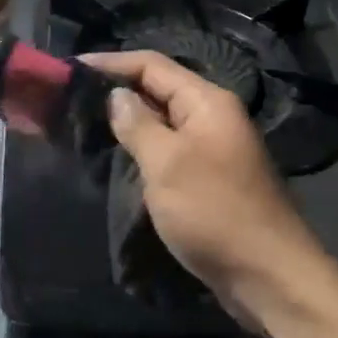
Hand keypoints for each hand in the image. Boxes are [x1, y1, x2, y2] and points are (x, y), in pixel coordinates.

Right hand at [81, 50, 320, 296]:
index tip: (70, 69)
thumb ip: (138, 125)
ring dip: (127, 122)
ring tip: (83, 126)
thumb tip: (117, 96)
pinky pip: (169, 151)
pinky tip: (116, 158)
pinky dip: (142, 149)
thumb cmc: (214, 212)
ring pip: (162, 122)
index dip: (111, 63)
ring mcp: (213, 149)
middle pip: (158, 90)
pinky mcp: (209, 179)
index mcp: (207, 102)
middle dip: (116, 91)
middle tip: (69, 99)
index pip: (152, 65)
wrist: (268, 275)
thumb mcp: (168, 164)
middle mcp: (212, 117)